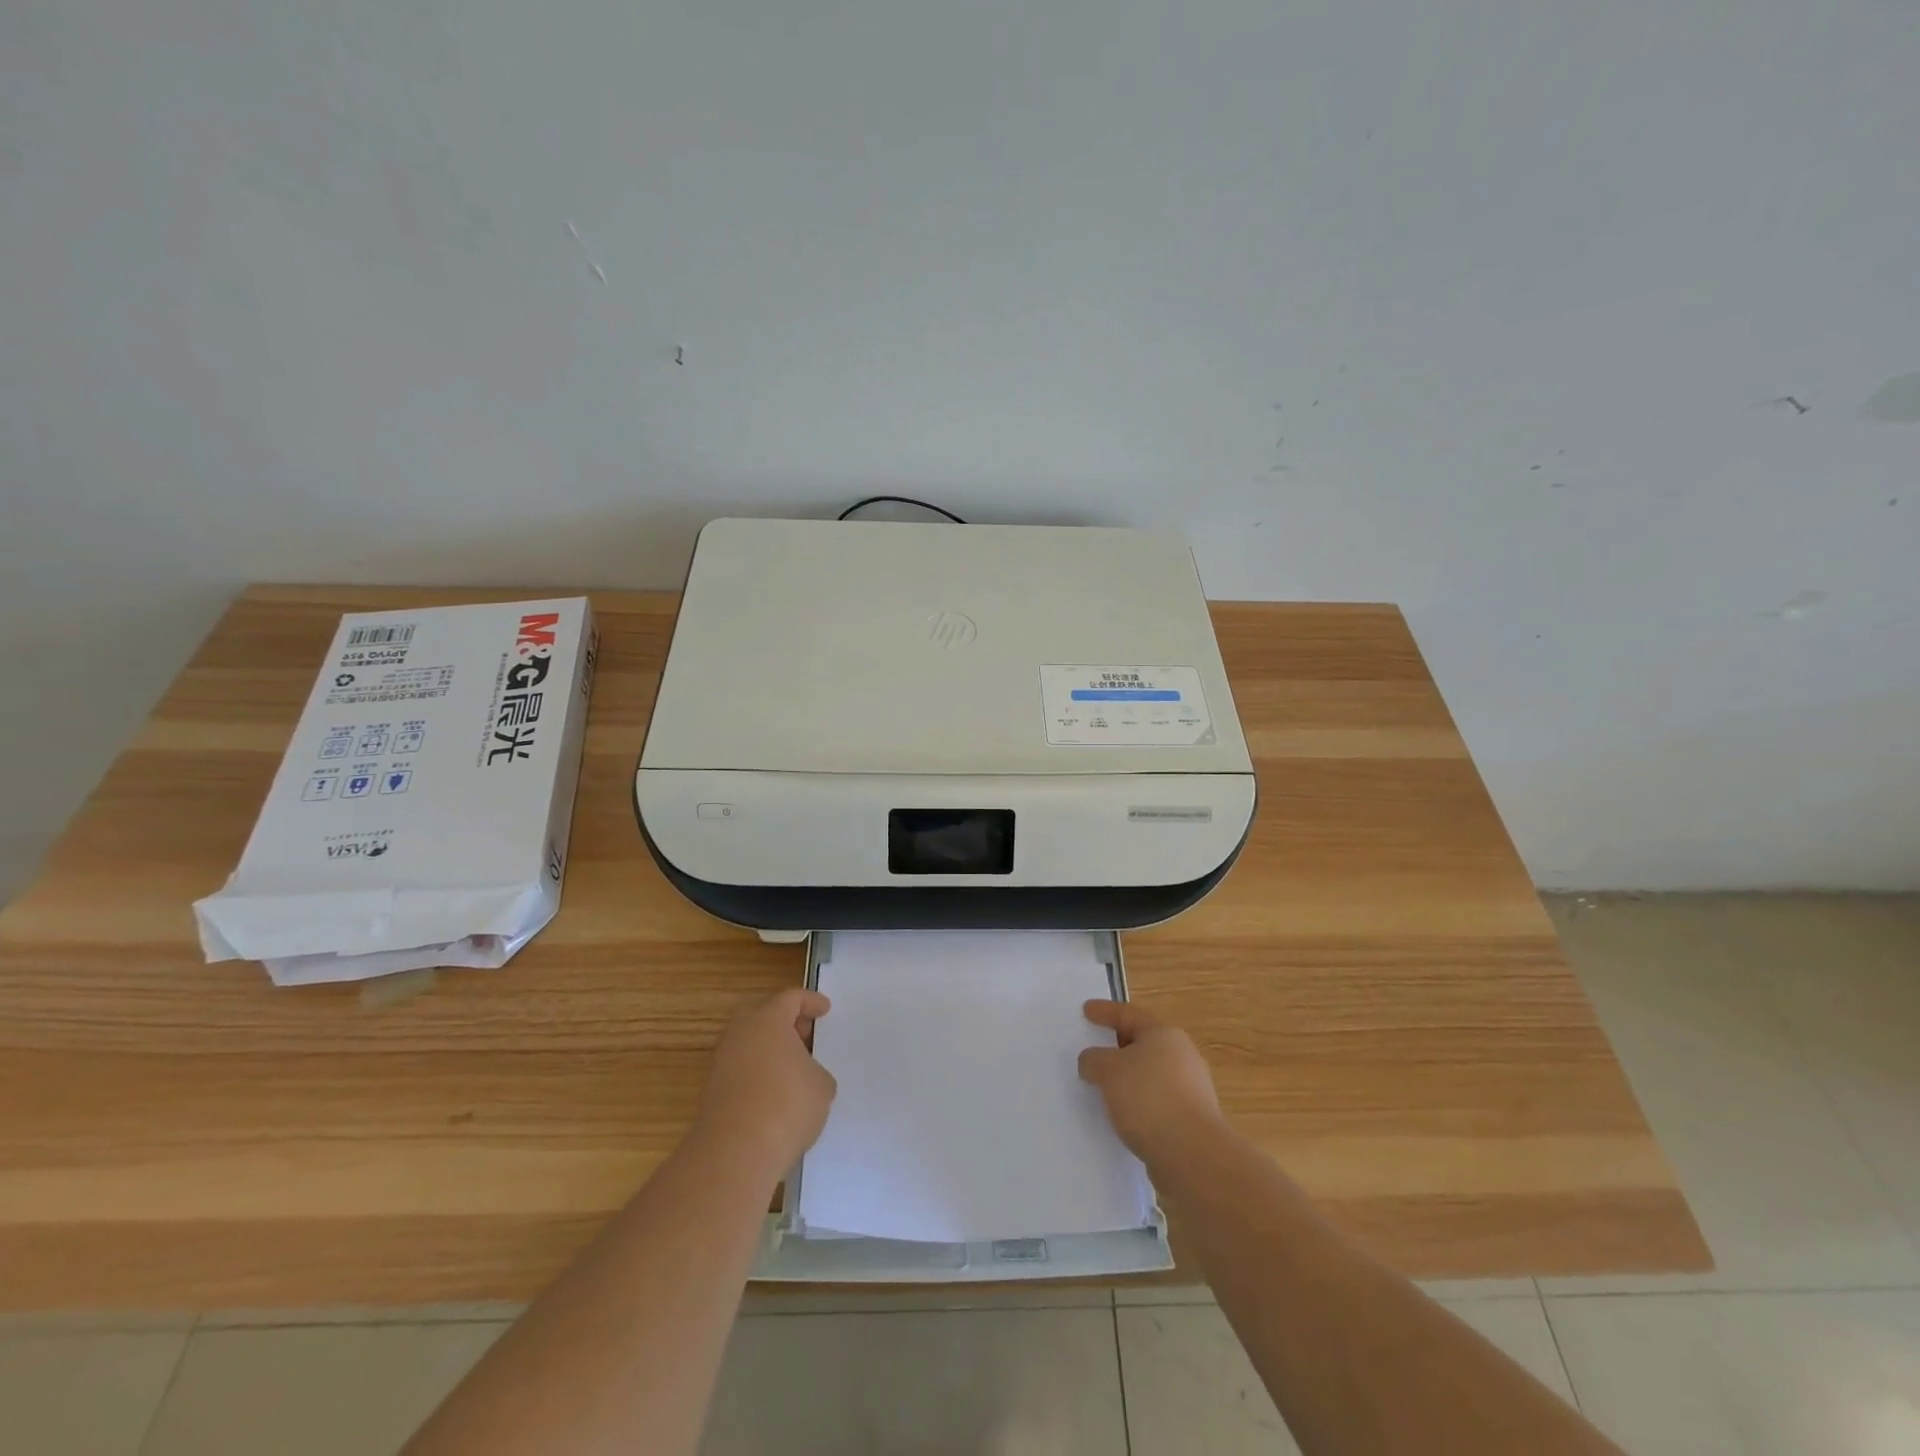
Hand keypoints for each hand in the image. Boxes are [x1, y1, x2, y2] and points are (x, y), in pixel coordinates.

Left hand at [692, 988, 836, 1181]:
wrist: (734, 1153)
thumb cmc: (786, 1106)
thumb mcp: (821, 1086)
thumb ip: (816, 1072)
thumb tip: (804, 1078)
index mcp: (768, 1019)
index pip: (791, 998)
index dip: (811, 1002)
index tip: (825, 1010)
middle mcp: (740, 1033)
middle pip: (762, 1014)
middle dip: (784, 1021)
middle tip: (804, 1035)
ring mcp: (721, 1062)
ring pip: (748, 1043)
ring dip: (769, 1049)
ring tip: (793, 1070)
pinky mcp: (712, 1091)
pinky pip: (740, 1069)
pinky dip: (758, 1073)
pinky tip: (775, 1094)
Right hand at [1078, 1000, 1223, 1166]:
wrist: (1192, 1154)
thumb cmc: (1148, 1097)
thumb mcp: (1109, 1070)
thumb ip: (1094, 1060)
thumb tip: (1092, 1061)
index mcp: (1164, 1034)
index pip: (1129, 1015)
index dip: (1105, 1011)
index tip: (1086, 1010)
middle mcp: (1182, 1056)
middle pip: (1143, 1043)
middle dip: (1118, 1047)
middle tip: (1095, 1050)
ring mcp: (1191, 1089)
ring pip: (1150, 1075)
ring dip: (1128, 1079)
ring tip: (1103, 1088)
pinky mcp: (1191, 1120)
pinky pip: (1156, 1101)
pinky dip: (1138, 1103)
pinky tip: (1123, 1117)